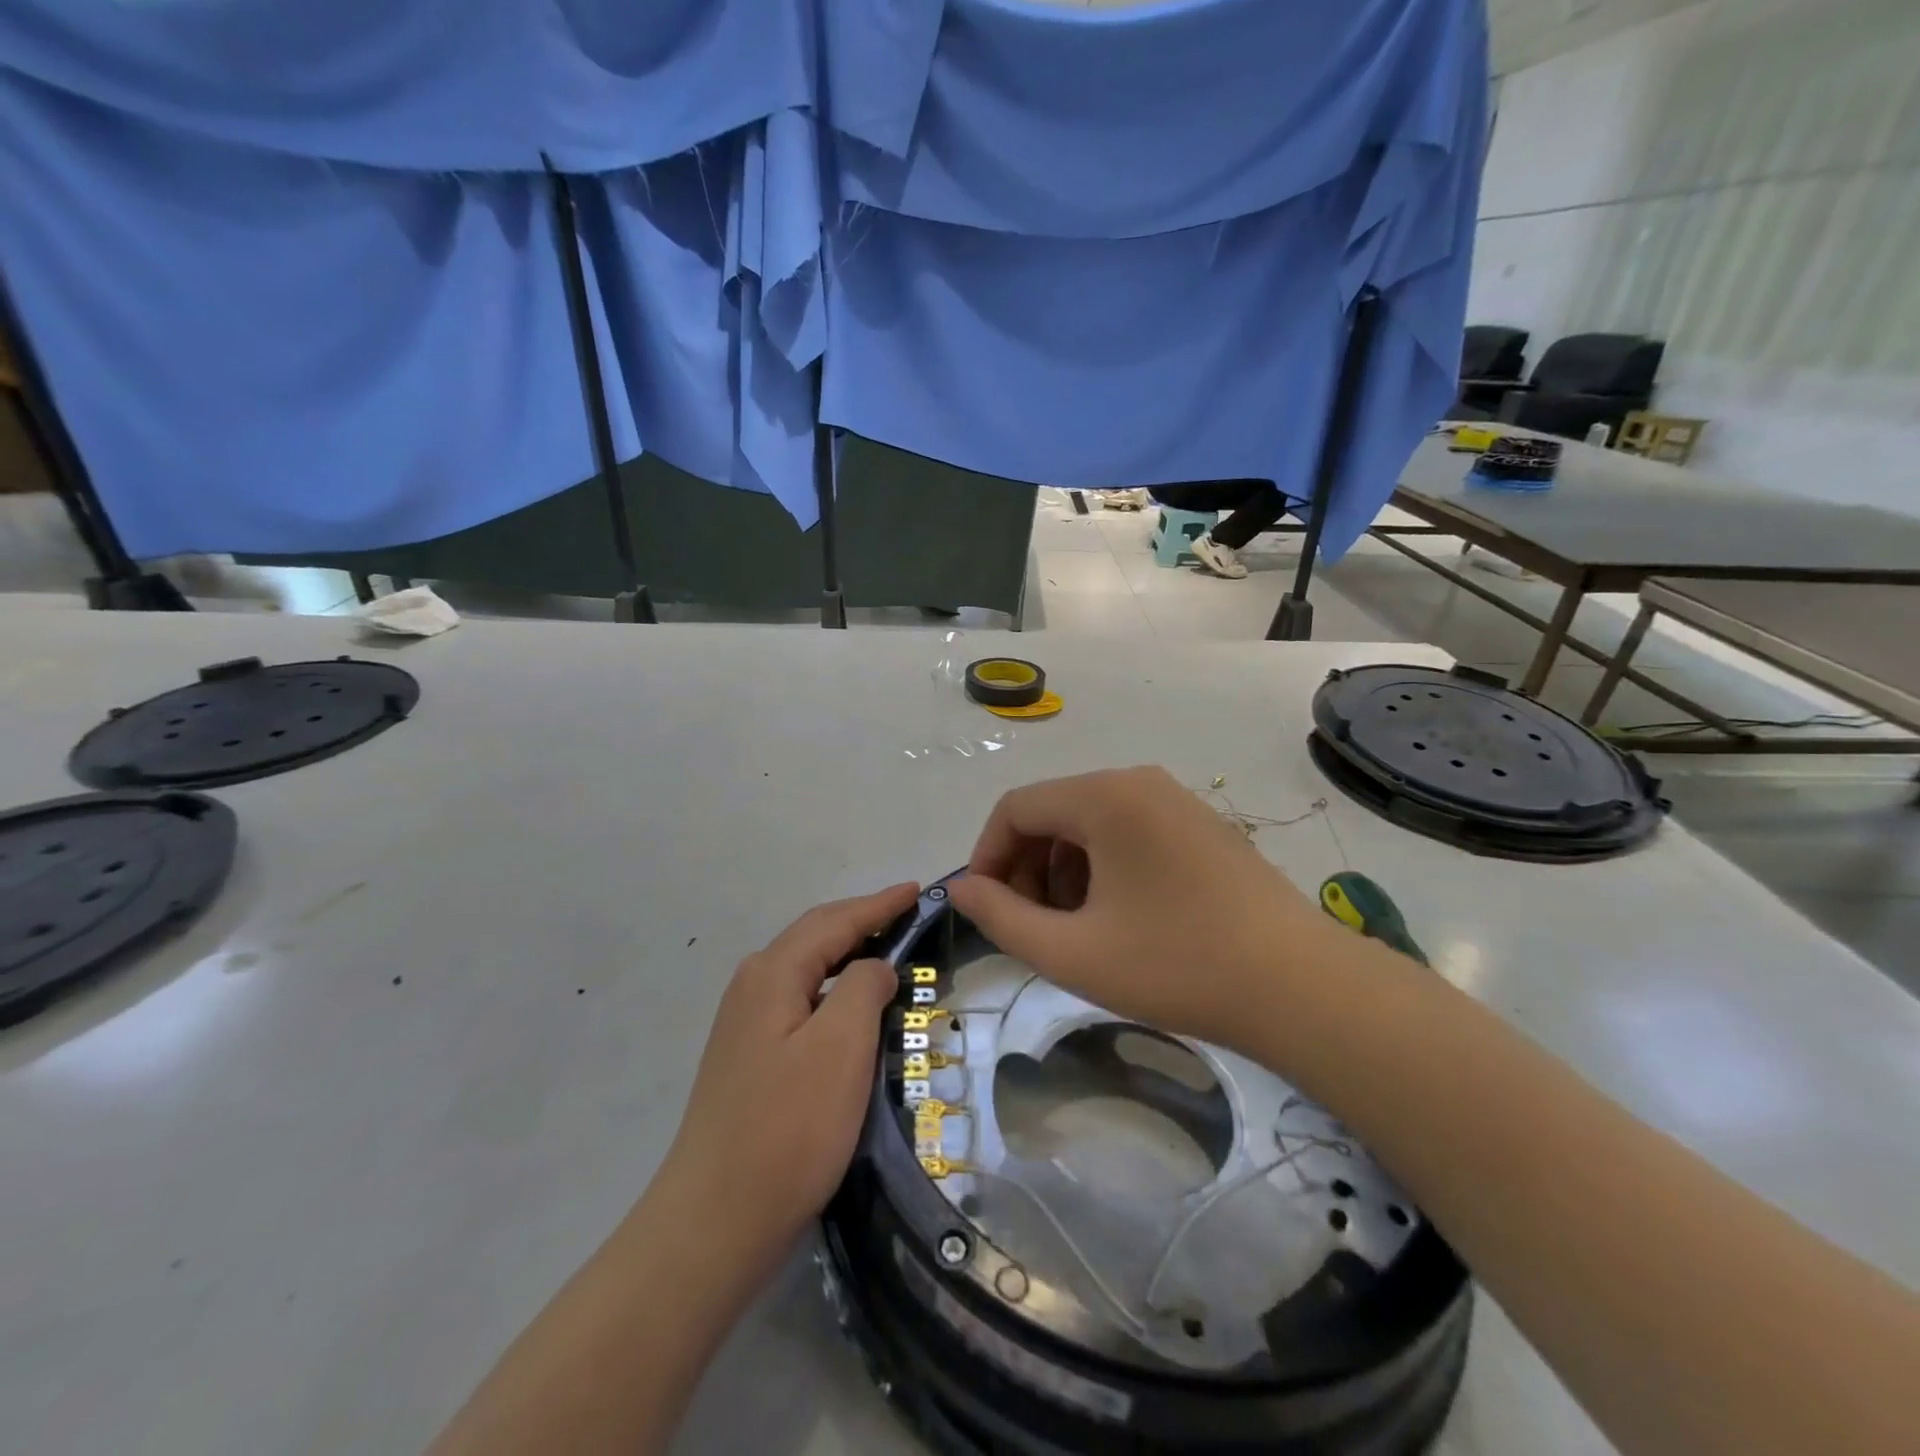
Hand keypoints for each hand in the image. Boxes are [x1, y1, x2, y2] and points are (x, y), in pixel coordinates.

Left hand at [657, 883, 919, 1281]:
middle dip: (862, 921)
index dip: (879, 904)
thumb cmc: (788, 1128)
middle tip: (908, 915)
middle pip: (816, 938)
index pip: (834, 921)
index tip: (916, 890)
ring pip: (807, 971)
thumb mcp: (841, 1047)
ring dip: (848, 956)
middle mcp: (752, 987)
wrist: (715, 1222)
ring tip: (889, 953)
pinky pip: (801, 1002)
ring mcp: (745, 1024)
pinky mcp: (749, 1058)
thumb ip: (864, 988)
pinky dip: (834, 991)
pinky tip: (852, 1010)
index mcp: (772, 974)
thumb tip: (874, 967)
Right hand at [946, 767, 1327, 1051]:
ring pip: (1089, 824)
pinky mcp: (1200, 825)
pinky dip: (1102, 868)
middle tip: (1028, 927)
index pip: (1015, 808)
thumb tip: (962, 889)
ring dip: (1062, 871)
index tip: (985, 909)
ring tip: (1073, 929)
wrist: (1301, 987)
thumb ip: (1002, 918)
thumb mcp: (1072, 952)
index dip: (987, 857)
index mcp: (1104, 796)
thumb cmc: (1177, 965)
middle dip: (1026, 868)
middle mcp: (1138, 781)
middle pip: (1053, 812)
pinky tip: (1116, 918)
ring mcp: (1175, 800)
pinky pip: (1127, 832)